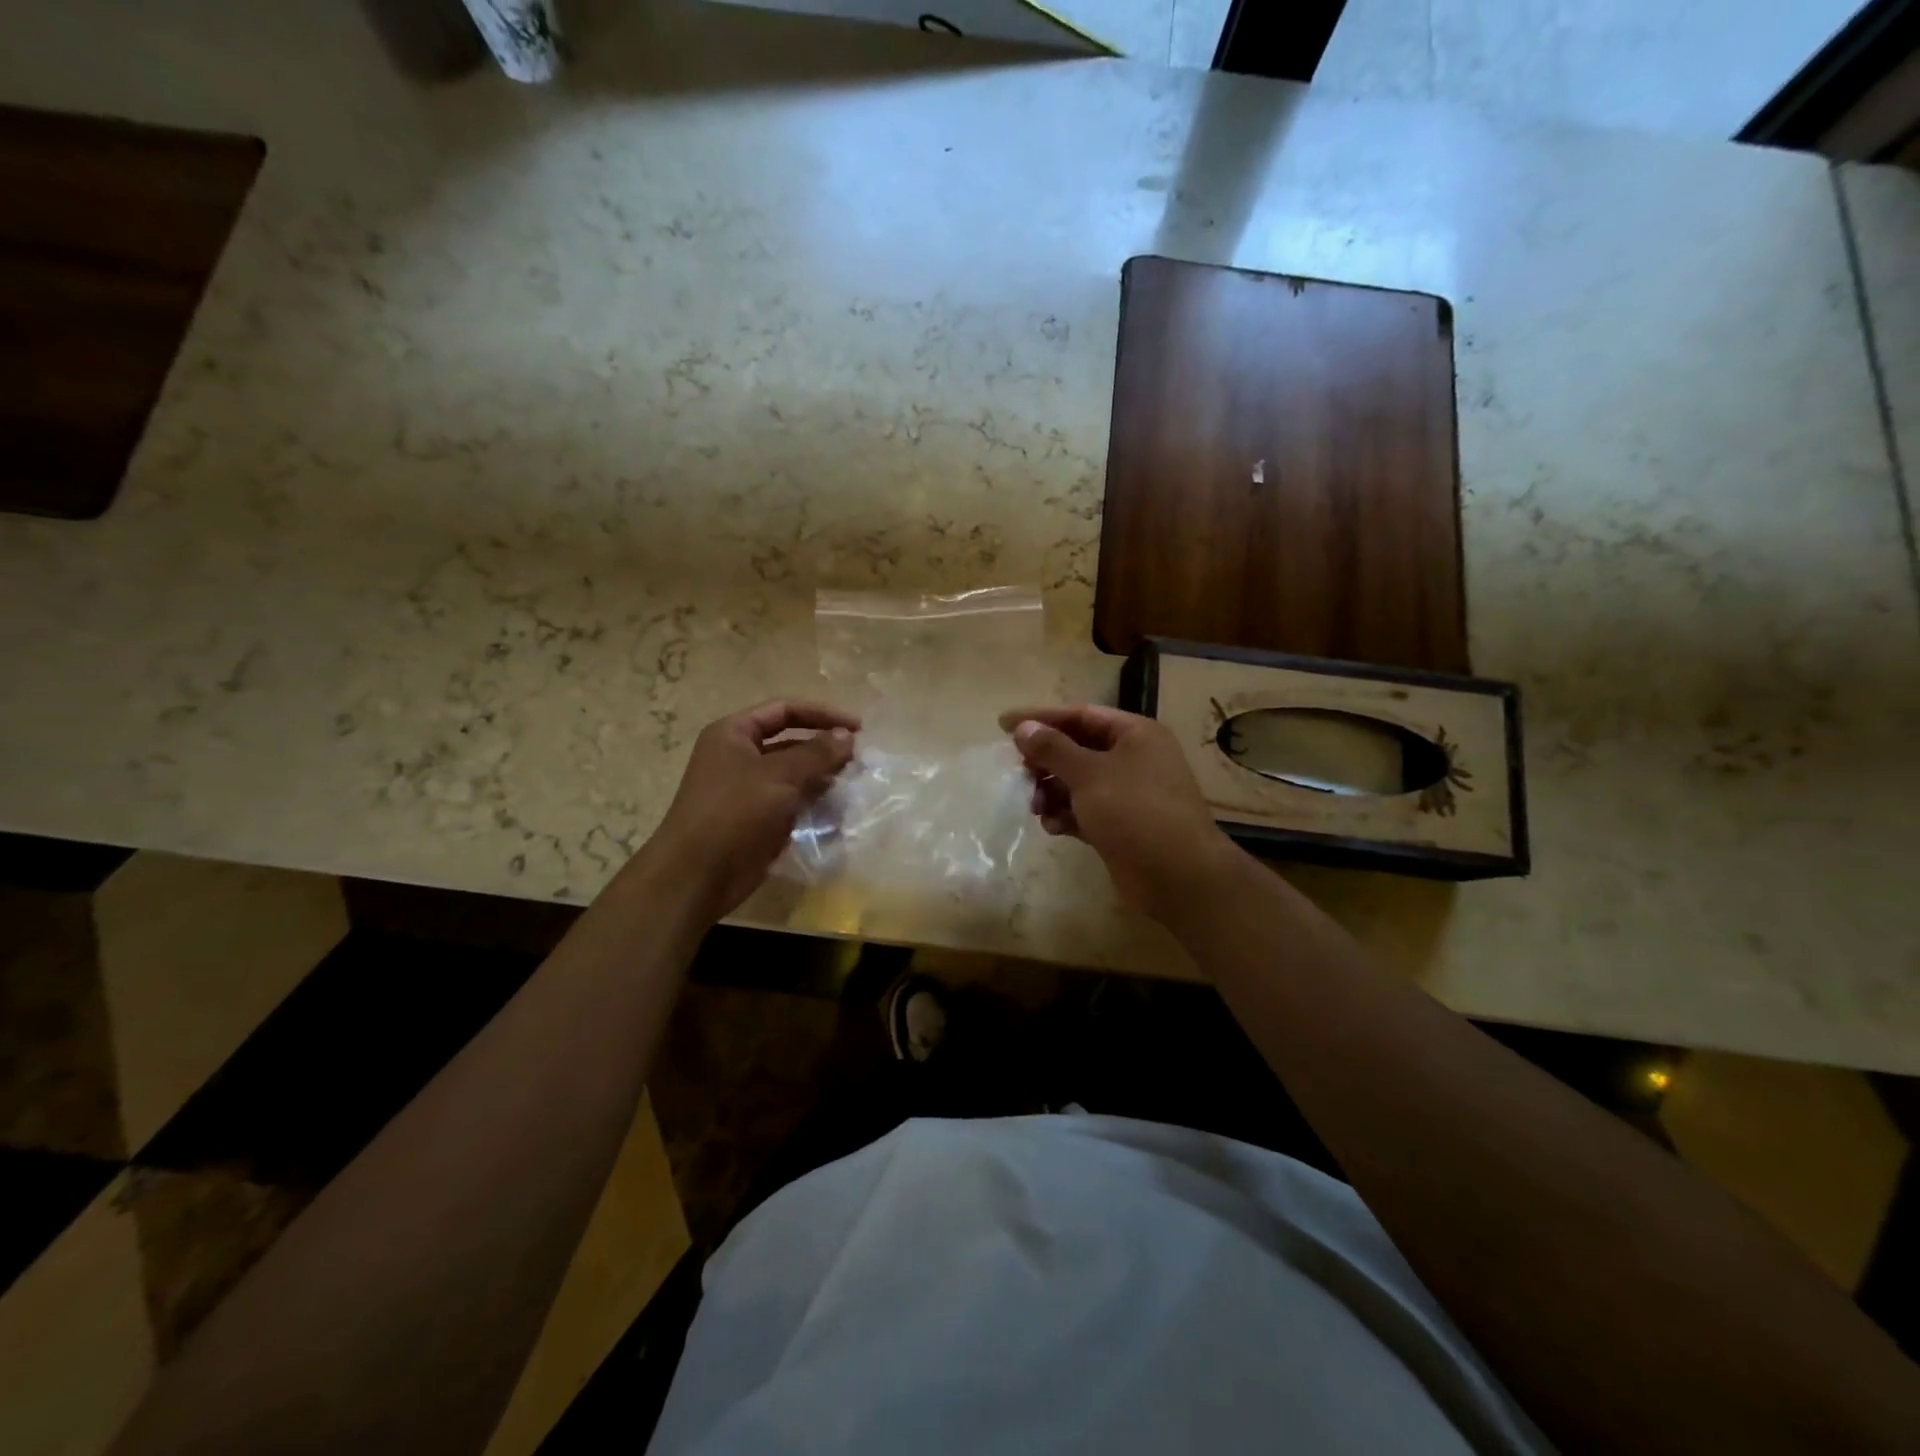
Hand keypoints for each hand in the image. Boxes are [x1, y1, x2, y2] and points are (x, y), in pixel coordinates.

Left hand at [648, 700, 859, 918]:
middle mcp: (739, 756)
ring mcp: (748, 790)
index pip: (785, 710)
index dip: (823, 714)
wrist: (698, 874)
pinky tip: (838, 813)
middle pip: (791, 742)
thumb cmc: (734, 812)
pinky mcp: (758, 819)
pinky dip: (814, 804)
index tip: (859, 729)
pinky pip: (792, 803)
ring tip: (853, 787)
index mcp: (734, 734)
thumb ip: (817, 752)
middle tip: (859, 763)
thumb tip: (848, 736)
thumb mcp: (779, 775)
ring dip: (823, 779)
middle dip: (825, 751)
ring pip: (795, 775)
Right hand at [999, 704, 1239, 924]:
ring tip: (1035, 806)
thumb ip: (1053, 749)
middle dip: (1046, 761)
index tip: (1003, 723)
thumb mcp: (1089, 774)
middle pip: (1077, 748)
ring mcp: (1128, 793)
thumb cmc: (1135, 811)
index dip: (1041, 717)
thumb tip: (1024, 728)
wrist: (1178, 875)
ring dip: (1052, 791)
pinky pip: (1085, 810)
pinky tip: (1053, 827)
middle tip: (1018, 772)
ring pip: (1078, 782)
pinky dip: (1066, 815)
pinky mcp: (1121, 825)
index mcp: (1134, 733)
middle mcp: (1133, 758)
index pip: (1079, 714)